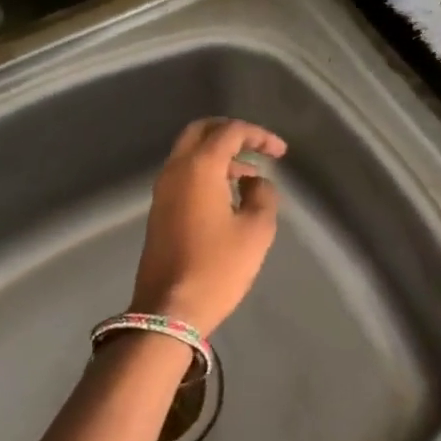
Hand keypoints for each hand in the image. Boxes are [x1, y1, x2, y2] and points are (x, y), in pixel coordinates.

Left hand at [129, 118, 286, 333]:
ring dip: (219, 154)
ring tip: (250, 176)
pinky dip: (207, 171)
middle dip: (231, 132)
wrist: (170, 309)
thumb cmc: (217, 267)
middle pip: (201, 131)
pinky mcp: (159, 210)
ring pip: (190, 153)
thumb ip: (262, 196)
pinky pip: (184, 174)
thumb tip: (255, 182)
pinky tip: (229, 195)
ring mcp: (162, 190)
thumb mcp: (255, 231)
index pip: (229, 131)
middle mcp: (175, 170)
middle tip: (257, 146)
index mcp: (198, 167)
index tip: (280, 152)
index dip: (258, 135)